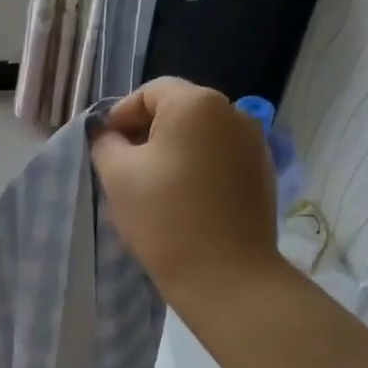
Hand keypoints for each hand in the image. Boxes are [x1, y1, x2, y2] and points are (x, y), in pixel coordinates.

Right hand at [91, 78, 286, 315]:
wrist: (225, 275)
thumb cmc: (164, 218)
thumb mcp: (117, 176)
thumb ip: (105, 143)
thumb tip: (108, 134)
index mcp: (197, 104)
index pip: (150, 92)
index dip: (121, 115)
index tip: (106, 148)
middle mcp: (233, 113)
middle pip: (179, 110)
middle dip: (147, 134)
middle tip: (124, 170)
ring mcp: (254, 144)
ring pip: (201, 136)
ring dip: (174, 152)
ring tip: (154, 188)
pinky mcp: (262, 174)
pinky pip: (220, 159)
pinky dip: (198, 170)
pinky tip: (185, 202)